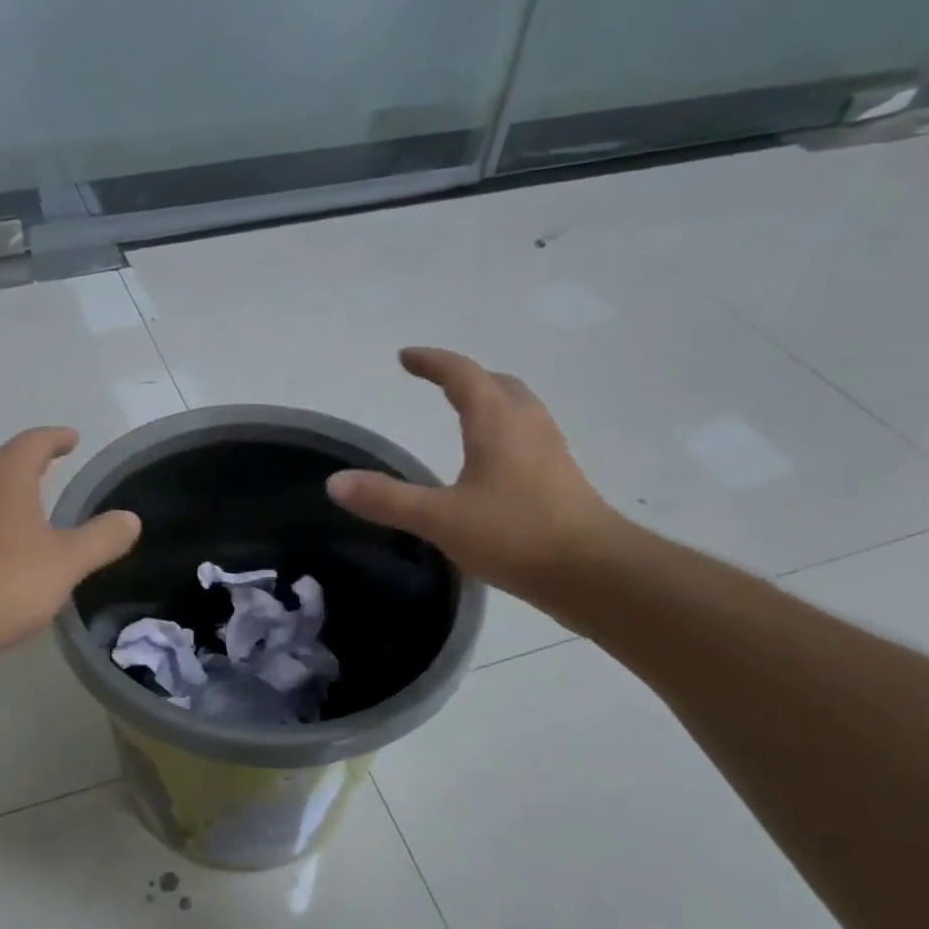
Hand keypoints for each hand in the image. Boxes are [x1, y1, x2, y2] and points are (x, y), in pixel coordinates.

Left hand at [0, 427, 140, 668]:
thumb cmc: (4, 581)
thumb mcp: (67, 562)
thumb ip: (102, 538)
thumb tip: (131, 519)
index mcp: (3, 474)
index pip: (33, 442)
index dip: (56, 438)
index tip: (71, 438)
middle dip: (16, 461)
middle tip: (39, 473)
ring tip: (17, 513)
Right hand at [325, 348, 624, 598]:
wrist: (593, 571)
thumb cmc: (515, 534)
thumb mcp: (440, 518)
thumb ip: (387, 499)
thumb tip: (335, 483)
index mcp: (497, 421)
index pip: (462, 375)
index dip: (432, 362)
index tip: (406, 357)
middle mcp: (527, 425)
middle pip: (497, 383)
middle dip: (465, 377)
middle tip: (437, 383)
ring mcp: (550, 450)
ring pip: (518, 408)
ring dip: (490, 400)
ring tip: (465, 414)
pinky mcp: (561, 477)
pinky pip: (527, 435)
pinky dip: (504, 430)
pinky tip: (493, 462)